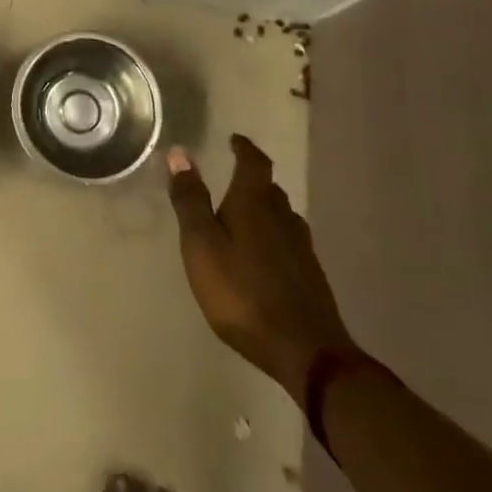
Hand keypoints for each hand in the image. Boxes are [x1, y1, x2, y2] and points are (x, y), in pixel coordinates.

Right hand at [166, 134, 354, 403]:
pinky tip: (263, 256)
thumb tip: (180, 153)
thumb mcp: (202, 245)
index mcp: (255, 203)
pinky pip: (288, 242)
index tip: (234, 140)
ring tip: (243, 216)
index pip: (254, 162)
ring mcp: (302, 248)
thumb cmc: (243, 292)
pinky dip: (273, 237)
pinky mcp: (310, 276)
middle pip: (269, 188)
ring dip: (263, 209)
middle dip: (251, 180)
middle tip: (231, 179)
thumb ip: (190, 200)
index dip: (244, 148)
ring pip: (281, 216)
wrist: (307, 352)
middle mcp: (283, 217)